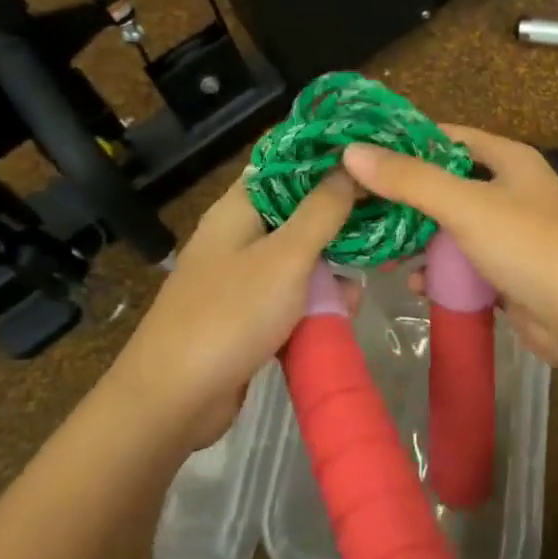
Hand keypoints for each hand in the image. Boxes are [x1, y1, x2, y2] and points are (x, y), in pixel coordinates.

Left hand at [113, 170, 356, 449]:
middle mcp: (239, 234)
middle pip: (298, 211)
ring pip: (299, 257)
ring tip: (369, 278)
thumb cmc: (231, 315)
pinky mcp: (248, 314)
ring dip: (332, 267)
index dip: (326, 157)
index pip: (285, 163)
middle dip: (340, 219)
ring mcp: (241, 276)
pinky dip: (316, 300)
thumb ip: (322, 210)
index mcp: (239, 207)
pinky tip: (345, 311)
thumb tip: (349, 164)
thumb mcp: (287, 257)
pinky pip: (291, 295)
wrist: (173, 401)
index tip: (371, 159)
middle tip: (385, 222)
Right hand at [341, 126, 557, 370]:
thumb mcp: (468, 206)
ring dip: (418, 238)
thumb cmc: (532, 247)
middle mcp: (509, 189)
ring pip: (451, 227)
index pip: (446, 137)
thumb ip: (411, 180)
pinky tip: (412, 284)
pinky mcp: (507, 272)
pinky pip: (463, 264)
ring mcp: (509, 233)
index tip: (358, 152)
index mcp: (508, 159)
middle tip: (354, 204)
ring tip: (373, 246)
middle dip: (404, 197)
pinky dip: (439, 271)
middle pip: (445, 183)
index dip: (403, 142)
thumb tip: (352, 152)